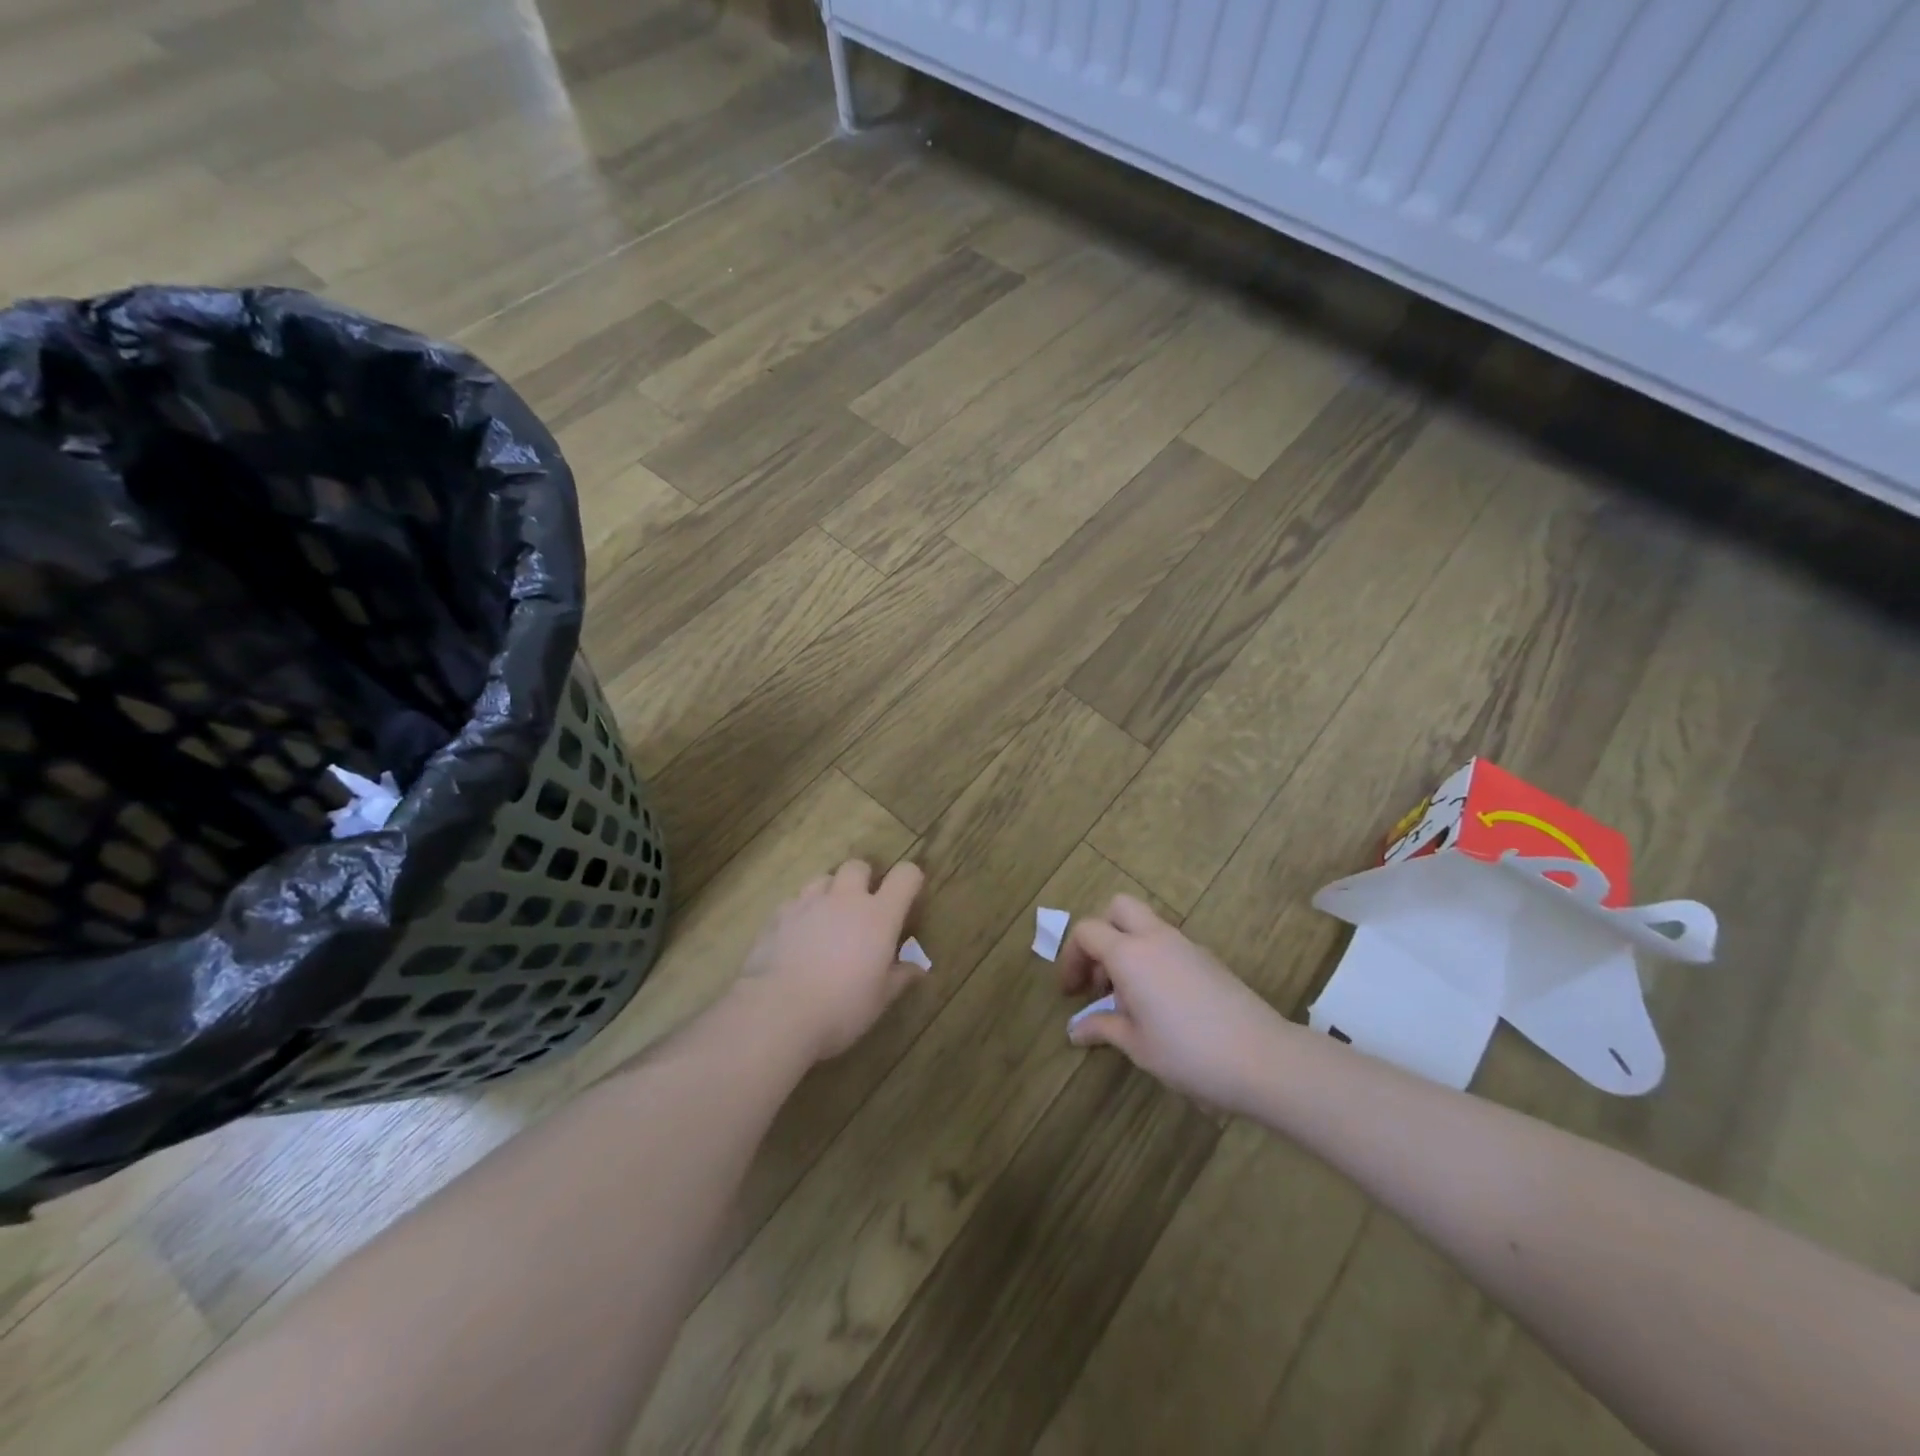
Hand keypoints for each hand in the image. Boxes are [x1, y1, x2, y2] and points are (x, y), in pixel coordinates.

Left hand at [738, 859, 926, 1063]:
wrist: (778, 1012)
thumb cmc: (841, 1007)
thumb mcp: (880, 998)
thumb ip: (900, 976)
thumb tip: (918, 968)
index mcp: (879, 915)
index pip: (905, 875)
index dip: (910, 879)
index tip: (908, 896)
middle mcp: (845, 899)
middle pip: (858, 866)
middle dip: (863, 879)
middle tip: (863, 907)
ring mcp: (808, 903)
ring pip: (823, 879)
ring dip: (830, 892)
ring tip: (828, 919)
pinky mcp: (778, 915)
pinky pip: (795, 902)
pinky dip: (801, 913)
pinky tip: (797, 937)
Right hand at [1059, 894, 1291, 1112]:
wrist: (1262, 1058)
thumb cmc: (1188, 1053)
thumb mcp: (1137, 1046)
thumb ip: (1103, 1028)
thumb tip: (1076, 1030)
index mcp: (1130, 954)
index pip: (1087, 932)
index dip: (1071, 957)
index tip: (1072, 992)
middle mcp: (1156, 938)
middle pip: (1117, 907)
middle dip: (1101, 934)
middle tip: (1100, 976)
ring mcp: (1186, 945)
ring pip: (1146, 924)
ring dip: (1127, 947)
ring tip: (1129, 998)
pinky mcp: (1208, 959)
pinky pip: (1168, 944)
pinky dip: (1153, 959)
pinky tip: (1160, 1003)